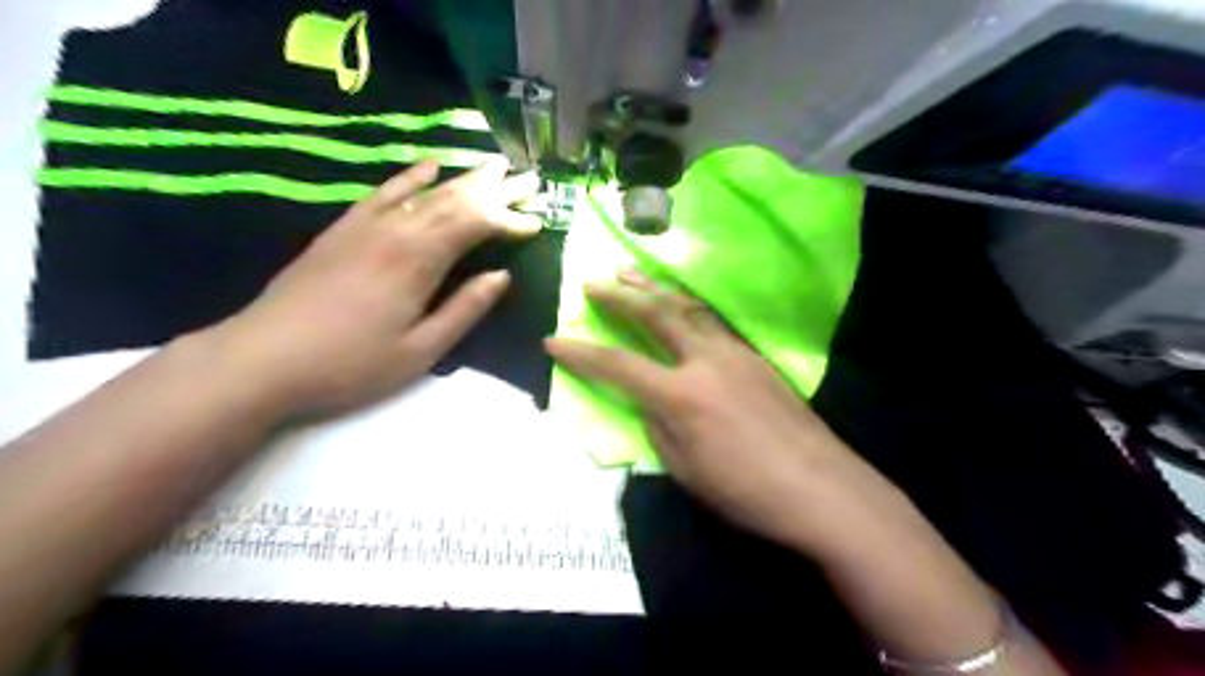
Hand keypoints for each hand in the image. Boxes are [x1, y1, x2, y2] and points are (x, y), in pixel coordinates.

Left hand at [208, 159, 542, 416]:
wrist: (262, 360)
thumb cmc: (350, 364)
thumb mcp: (421, 350)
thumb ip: (464, 310)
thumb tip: (501, 277)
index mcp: (418, 261)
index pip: (476, 225)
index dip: (509, 221)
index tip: (538, 221)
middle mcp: (396, 231)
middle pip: (455, 201)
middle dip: (496, 190)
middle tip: (529, 178)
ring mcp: (366, 226)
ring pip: (425, 192)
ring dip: (463, 178)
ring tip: (493, 165)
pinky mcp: (343, 229)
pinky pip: (384, 193)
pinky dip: (410, 176)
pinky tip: (429, 165)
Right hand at [551, 269, 881, 554]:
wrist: (820, 488)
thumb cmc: (745, 491)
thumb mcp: (684, 469)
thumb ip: (658, 427)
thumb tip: (648, 400)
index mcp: (680, 395)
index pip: (617, 366)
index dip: (580, 354)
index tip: (552, 341)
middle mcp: (705, 361)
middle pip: (655, 315)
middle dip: (619, 296)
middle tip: (593, 282)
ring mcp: (735, 353)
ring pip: (688, 308)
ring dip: (655, 289)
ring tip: (630, 273)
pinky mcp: (756, 356)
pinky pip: (714, 321)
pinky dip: (688, 305)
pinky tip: (681, 302)